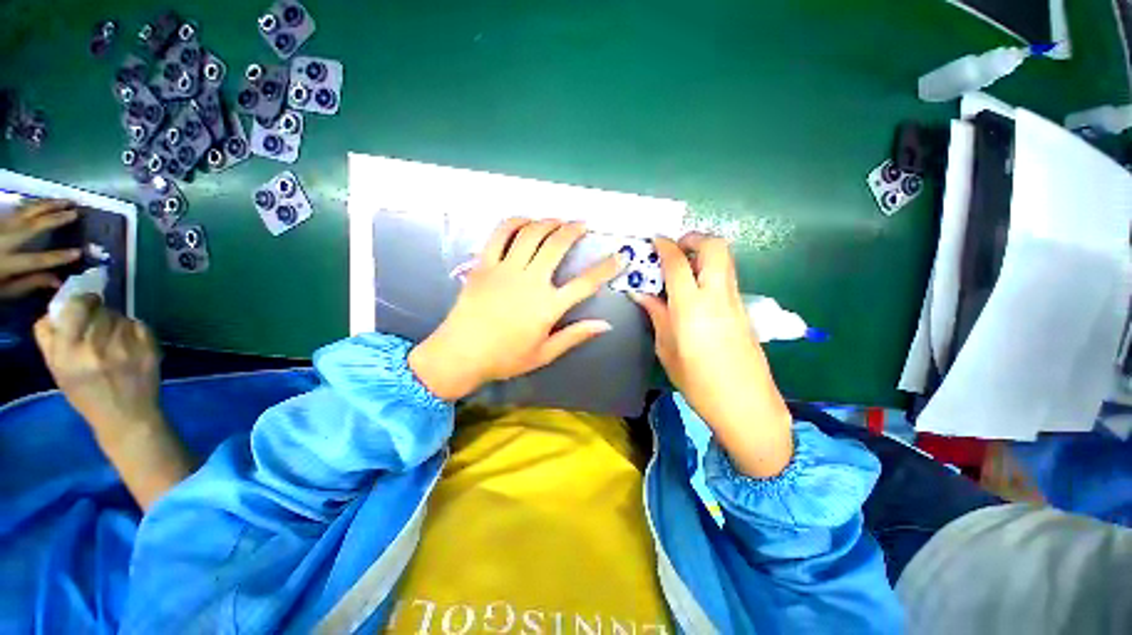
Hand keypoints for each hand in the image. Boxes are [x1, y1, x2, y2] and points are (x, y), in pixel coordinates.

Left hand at [0, 199, 81, 297]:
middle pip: (32, 226)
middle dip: (55, 218)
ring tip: (64, 200)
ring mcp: (1, 227)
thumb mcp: (7, 290)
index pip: (37, 260)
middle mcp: (5, 240)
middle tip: (75, 210)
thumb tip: (58, 281)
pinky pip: (16, 210)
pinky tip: (42, 203)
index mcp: (8, 262)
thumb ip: (30, 283)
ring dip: (46, 205)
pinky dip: (31, 205)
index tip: (79, 253)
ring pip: (25, 212)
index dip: (58, 257)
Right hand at [34, 295, 192, 509]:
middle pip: (100, 308)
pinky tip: (129, 346)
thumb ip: (51, 337)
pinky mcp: (149, 347)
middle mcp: (97, 345)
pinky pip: (139, 324)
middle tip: (98, 327)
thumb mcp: (58, 369)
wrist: (127, 416)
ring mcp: (126, 346)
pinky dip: (134, 330)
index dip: (82, 301)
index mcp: (69, 351)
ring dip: (116, 322)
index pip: (76, 306)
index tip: (84, 304)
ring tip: (114, 341)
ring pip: (120, 316)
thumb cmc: (87, 394)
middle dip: (98, 313)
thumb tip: (56, 310)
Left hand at [409, 218, 621, 400]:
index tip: (620, 256)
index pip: (586, 283)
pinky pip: (500, 235)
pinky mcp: (485, 264)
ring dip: (548, 222)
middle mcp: (530, 281)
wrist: (460, 354)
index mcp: (548, 306)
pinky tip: (525, 220)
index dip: (606, 268)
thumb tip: (605, 325)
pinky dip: (514, 222)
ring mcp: (506, 269)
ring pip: (531, 234)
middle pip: (557, 246)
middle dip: (573, 230)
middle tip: (582, 224)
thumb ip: (575, 336)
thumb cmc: (505, 358)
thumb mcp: (544, 353)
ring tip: (558, 220)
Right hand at [633, 234, 792, 477]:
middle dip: (694, 238)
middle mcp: (717, 295)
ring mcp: (735, 301)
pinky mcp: (744, 310)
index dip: (665, 245)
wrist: (747, 405)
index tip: (655, 240)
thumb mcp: (667, 349)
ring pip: (725, 259)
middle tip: (675, 250)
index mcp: (691, 306)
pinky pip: (727, 277)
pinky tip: (696, 292)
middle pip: (715, 246)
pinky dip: (711, 271)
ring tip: (683, 269)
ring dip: (704, 253)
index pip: (678, 262)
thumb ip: (656, 315)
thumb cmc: (698, 382)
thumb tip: (641, 294)